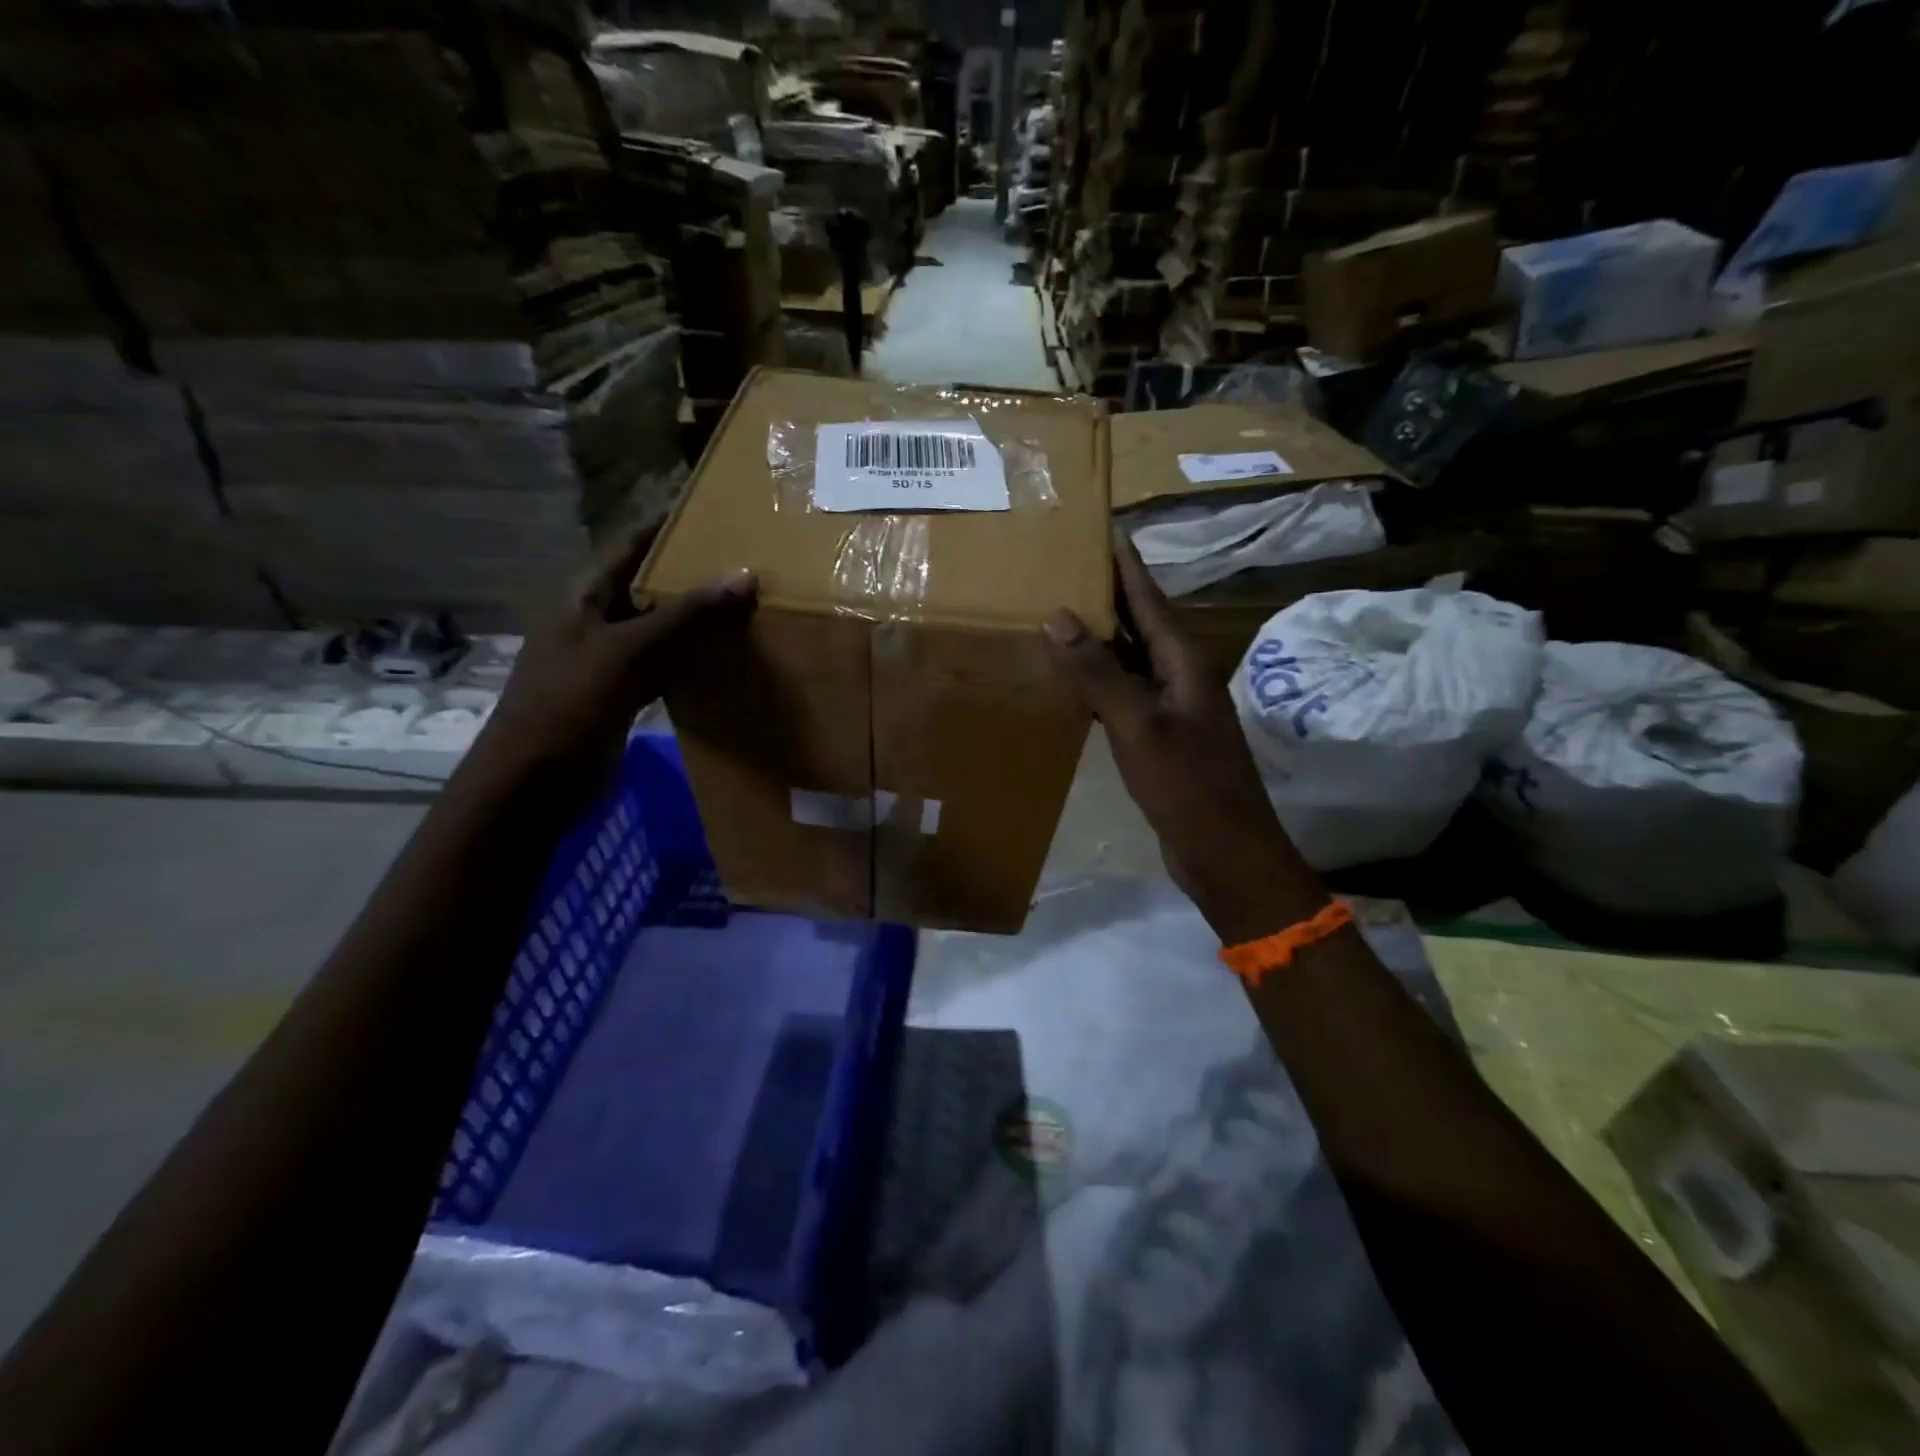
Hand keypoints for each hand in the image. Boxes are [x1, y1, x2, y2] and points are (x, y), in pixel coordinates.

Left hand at [471, 521, 756, 791]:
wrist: (534, 784)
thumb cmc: (570, 705)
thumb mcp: (628, 652)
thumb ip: (685, 615)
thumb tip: (744, 575)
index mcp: (585, 600)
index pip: (629, 548)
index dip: (665, 529)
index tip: (711, 513)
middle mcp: (596, 624)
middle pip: (648, 589)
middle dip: (691, 577)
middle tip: (745, 565)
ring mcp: (609, 663)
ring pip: (660, 631)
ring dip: (696, 623)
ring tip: (746, 607)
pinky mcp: (622, 698)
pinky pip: (664, 669)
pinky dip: (692, 663)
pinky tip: (725, 662)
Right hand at [1043, 539, 1323, 943]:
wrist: (1226, 854)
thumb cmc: (1188, 786)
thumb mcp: (1139, 726)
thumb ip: (1099, 673)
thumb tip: (1058, 617)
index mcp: (1185, 663)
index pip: (1151, 599)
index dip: (1126, 566)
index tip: (1102, 530)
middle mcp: (1183, 677)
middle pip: (1143, 624)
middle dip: (1109, 596)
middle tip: (1065, 568)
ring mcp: (1174, 709)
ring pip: (1133, 660)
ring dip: (1103, 639)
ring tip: (1060, 615)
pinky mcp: (1162, 738)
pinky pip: (1128, 695)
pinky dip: (1101, 681)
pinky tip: (1073, 681)